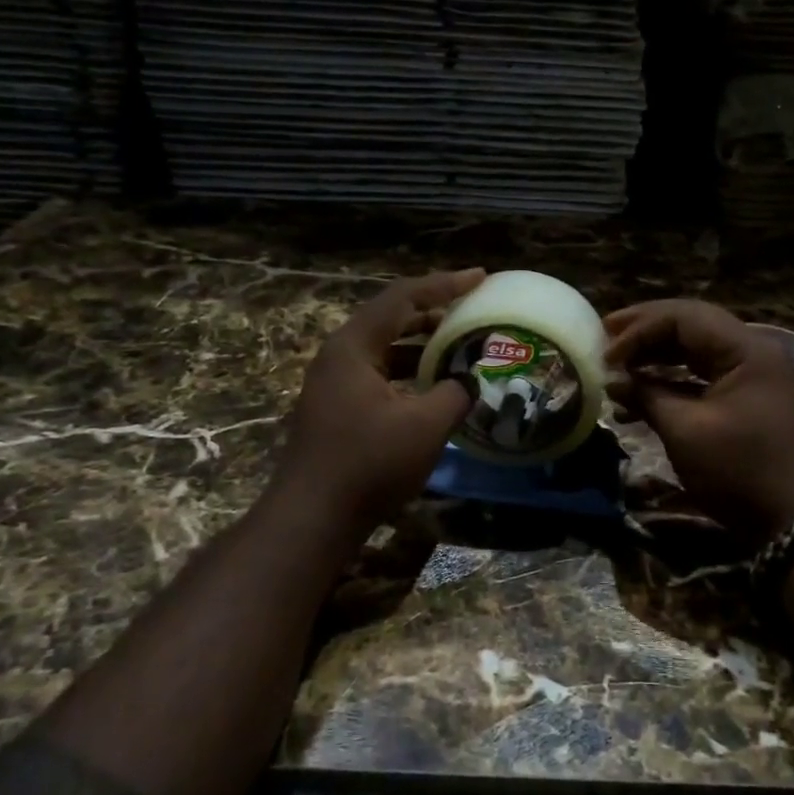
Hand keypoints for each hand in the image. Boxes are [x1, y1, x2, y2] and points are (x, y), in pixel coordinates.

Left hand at [277, 269, 484, 530]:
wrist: (312, 517)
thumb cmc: (368, 463)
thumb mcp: (425, 425)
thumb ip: (455, 393)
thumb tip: (469, 381)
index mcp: (354, 346)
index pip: (403, 297)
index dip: (445, 284)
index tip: (480, 277)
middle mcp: (339, 355)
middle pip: (391, 318)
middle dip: (434, 312)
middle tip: (473, 309)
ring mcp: (334, 383)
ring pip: (385, 348)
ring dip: (422, 344)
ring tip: (460, 344)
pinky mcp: (337, 408)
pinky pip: (379, 374)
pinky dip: (409, 371)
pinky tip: (434, 386)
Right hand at [605, 299, 793, 547]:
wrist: (791, 523)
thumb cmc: (738, 471)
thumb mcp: (685, 431)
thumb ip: (646, 395)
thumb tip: (612, 379)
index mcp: (747, 350)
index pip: (684, 318)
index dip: (639, 330)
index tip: (605, 354)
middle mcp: (753, 352)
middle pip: (691, 326)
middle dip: (645, 333)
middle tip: (604, 337)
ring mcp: (752, 377)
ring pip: (694, 351)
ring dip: (654, 358)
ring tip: (615, 369)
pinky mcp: (746, 400)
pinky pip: (702, 378)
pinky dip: (670, 384)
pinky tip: (636, 401)